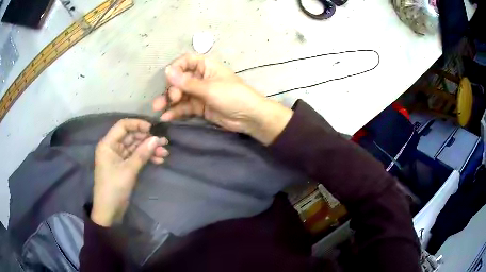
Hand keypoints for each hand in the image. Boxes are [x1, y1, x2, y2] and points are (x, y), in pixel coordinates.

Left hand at [92, 119, 168, 226]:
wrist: (109, 210)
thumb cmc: (114, 188)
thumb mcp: (129, 170)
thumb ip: (142, 153)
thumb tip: (157, 138)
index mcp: (108, 144)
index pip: (123, 126)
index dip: (138, 124)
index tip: (153, 129)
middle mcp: (113, 147)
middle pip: (131, 136)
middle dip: (147, 139)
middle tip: (164, 142)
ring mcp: (119, 156)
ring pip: (136, 147)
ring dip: (149, 149)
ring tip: (165, 153)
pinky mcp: (124, 165)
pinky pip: (136, 157)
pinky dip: (146, 158)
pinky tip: (159, 160)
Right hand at [153, 53, 292, 144]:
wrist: (249, 117)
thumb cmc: (233, 96)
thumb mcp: (209, 88)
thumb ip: (187, 83)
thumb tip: (167, 71)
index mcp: (206, 66)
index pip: (186, 61)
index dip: (176, 67)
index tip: (169, 78)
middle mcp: (200, 78)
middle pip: (180, 79)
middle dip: (171, 88)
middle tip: (171, 98)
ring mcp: (199, 93)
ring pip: (180, 94)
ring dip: (169, 101)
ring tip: (158, 108)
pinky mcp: (199, 107)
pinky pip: (184, 107)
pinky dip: (176, 111)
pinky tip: (166, 116)